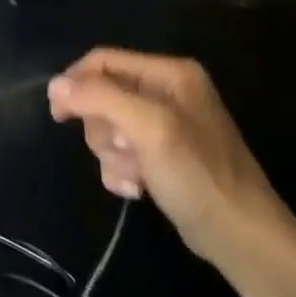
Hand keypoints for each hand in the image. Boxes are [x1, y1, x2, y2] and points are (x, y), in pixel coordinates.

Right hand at [47, 50, 288, 269]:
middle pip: (101, 95)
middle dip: (102, 129)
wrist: (240, 235)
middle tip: (123, 151)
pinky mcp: (161, 154)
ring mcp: (164, 124)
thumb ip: (100, 99)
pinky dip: (120, 170)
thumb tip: (54, 85)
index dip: (75, 83)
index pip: (102, 61)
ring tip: (134, 175)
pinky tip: (136, 188)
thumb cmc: (198, 175)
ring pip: (106, 126)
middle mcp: (166, 91)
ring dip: (111, 155)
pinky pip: (119, 152)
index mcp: (170, 73)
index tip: (59, 116)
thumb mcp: (147, 129)